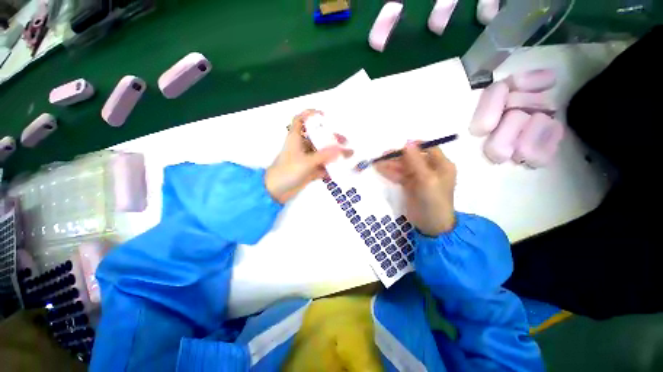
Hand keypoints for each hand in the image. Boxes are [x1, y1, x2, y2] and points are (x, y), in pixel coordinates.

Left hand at [265, 110, 351, 203]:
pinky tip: (341, 170)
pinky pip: (322, 166)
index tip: (324, 116)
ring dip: (333, 154)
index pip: (300, 120)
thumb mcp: (307, 161)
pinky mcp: (309, 170)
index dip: (310, 114)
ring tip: (347, 155)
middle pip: (317, 137)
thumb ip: (326, 156)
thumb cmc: (288, 171)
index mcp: (296, 138)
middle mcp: (301, 147)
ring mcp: (305, 159)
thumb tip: (345, 150)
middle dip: (330, 138)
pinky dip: (330, 168)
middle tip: (344, 141)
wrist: (276, 191)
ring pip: (321, 153)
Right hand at [375, 141, 456, 235]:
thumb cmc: (433, 201)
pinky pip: (399, 175)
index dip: (414, 146)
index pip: (428, 148)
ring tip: (377, 163)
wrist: (431, 226)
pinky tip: (380, 169)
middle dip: (398, 156)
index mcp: (441, 165)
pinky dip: (390, 172)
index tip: (399, 147)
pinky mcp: (410, 185)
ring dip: (391, 164)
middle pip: (413, 157)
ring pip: (404, 166)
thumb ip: (415, 161)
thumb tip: (407, 142)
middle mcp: (431, 169)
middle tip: (383, 155)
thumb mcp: (426, 179)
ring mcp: (419, 177)